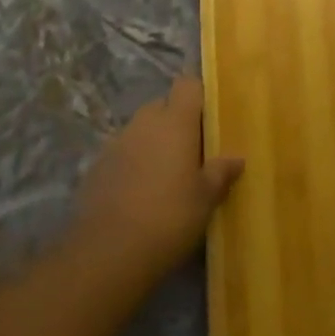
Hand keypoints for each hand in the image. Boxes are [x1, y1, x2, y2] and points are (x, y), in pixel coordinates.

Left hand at [72, 76, 243, 286]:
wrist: (110, 250)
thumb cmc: (170, 217)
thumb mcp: (206, 199)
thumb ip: (221, 173)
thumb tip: (237, 159)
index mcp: (175, 122)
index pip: (187, 85)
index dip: (198, 95)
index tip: (208, 118)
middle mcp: (145, 122)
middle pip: (163, 105)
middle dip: (175, 120)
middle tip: (191, 151)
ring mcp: (117, 141)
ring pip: (141, 128)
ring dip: (153, 141)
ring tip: (165, 174)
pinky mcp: (98, 164)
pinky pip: (122, 151)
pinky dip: (132, 161)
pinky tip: (139, 192)